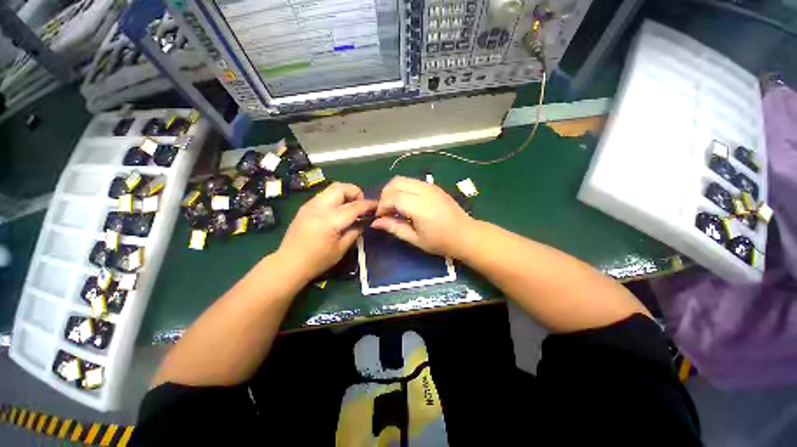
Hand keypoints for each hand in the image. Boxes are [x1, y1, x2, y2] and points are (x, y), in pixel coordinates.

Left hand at [278, 182, 375, 281]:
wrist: (288, 263)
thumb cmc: (317, 260)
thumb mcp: (341, 249)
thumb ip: (355, 231)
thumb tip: (363, 221)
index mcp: (330, 220)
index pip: (354, 206)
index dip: (368, 204)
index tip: (377, 206)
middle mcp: (319, 207)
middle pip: (341, 188)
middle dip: (356, 192)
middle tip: (361, 205)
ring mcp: (310, 205)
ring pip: (332, 188)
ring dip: (345, 193)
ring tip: (351, 207)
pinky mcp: (306, 206)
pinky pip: (325, 195)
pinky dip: (336, 197)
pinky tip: (338, 211)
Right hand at [372, 176, 474, 257]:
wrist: (465, 235)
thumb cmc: (440, 241)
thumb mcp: (415, 239)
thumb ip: (394, 228)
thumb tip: (375, 223)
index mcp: (419, 206)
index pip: (392, 197)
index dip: (382, 206)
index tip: (379, 217)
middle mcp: (424, 191)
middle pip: (396, 183)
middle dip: (385, 194)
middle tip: (385, 210)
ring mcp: (430, 186)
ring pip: (403, 179)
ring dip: (393, 190)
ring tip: (394, 206)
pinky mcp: (434, 186)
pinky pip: (412, 181)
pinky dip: (403, 188)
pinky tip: (405, 202)